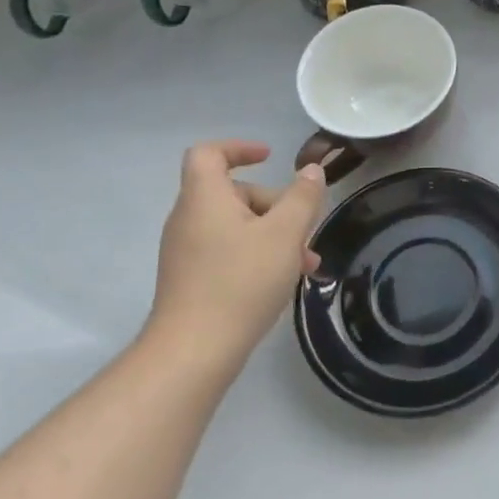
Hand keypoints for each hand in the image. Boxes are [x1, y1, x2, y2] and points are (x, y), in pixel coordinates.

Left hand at [145, 140, 328, 380]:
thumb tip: (311, 171)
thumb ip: (302, 198)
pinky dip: (257, 255)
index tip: (270, 157)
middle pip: (234, 193)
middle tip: (305, 228)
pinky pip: (228, 251)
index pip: (209, 153)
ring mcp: (187, 251)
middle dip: (275, 205)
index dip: (239, 148)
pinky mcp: (191, 279)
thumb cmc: (241, 281)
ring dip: (274, 235)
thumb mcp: (285, 234)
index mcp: (205, 198)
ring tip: (306, 262)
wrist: (194, 351)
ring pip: (236, 226)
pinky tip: (285, 280)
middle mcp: (189, 219)